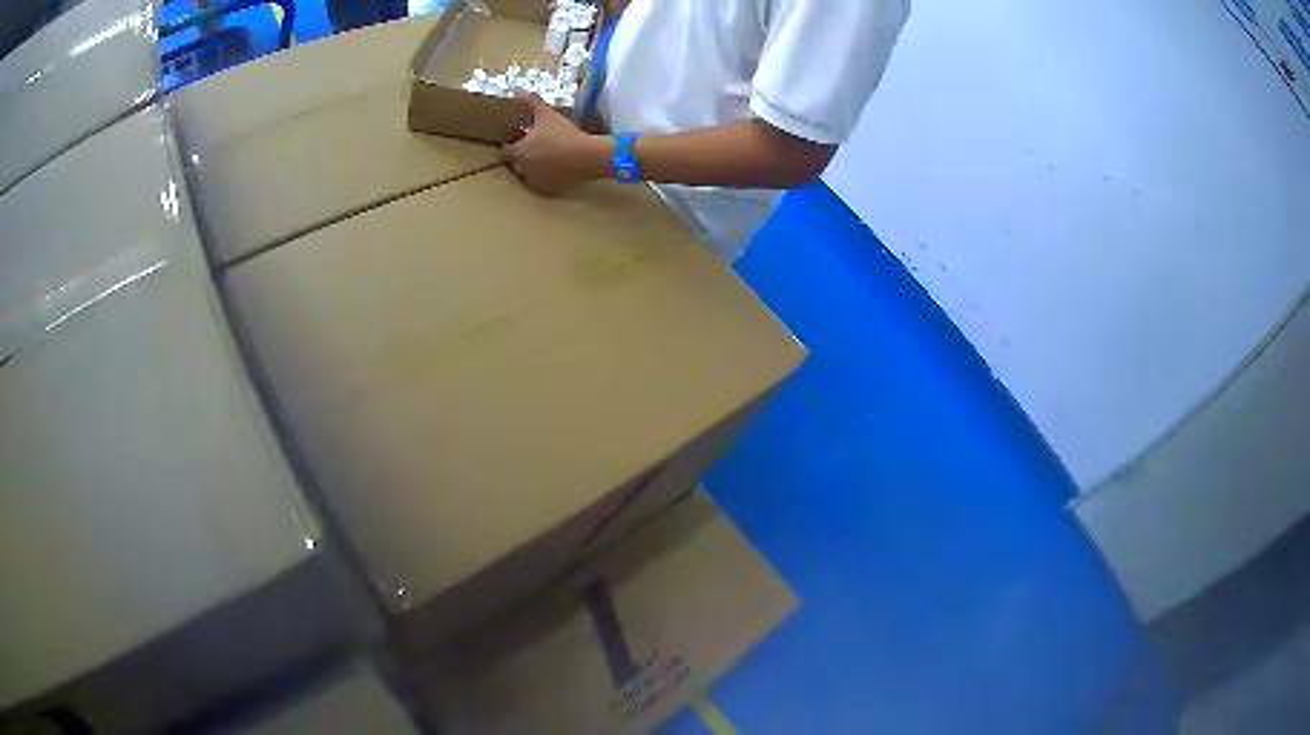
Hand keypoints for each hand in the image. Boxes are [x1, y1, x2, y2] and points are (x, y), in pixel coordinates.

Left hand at [501, 92, 609, 196]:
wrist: (587, 156)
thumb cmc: (563, 134)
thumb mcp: (547, 114)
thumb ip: (531, 102)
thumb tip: (518, 91)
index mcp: (518, 152)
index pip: (504, 151)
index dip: (510, 145)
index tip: (518, 140)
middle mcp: (522, 169)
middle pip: (515, 164)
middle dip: (521, 157)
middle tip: (535, 147)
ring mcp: (536, 181)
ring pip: (528, 176)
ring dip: (533, 169)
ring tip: (546, 159)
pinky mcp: (549, 190)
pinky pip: (543, 185)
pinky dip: (546, 178)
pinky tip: (556, 170)